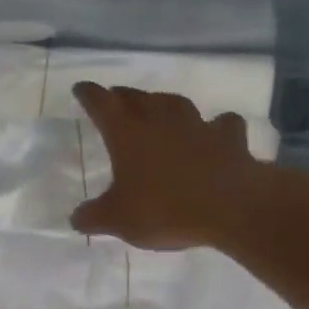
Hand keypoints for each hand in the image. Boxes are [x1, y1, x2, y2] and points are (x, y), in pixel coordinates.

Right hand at [69, 82, 259, 249]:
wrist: (231, 207)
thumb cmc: (165, 210)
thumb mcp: (118, 220)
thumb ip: (94, 217)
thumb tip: (77, 218)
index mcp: (127, 135)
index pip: (102, 104)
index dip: (89, 95)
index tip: (81, 88)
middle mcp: (160, 121)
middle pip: (137, 98)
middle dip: (123, 96)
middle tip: (116, 96)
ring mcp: (197, 126)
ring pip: (176, 104)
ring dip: (163, 102)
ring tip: (158, 105)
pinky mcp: (228, 139)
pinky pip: (221, 124)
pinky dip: (216, 125)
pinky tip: (216, 129)